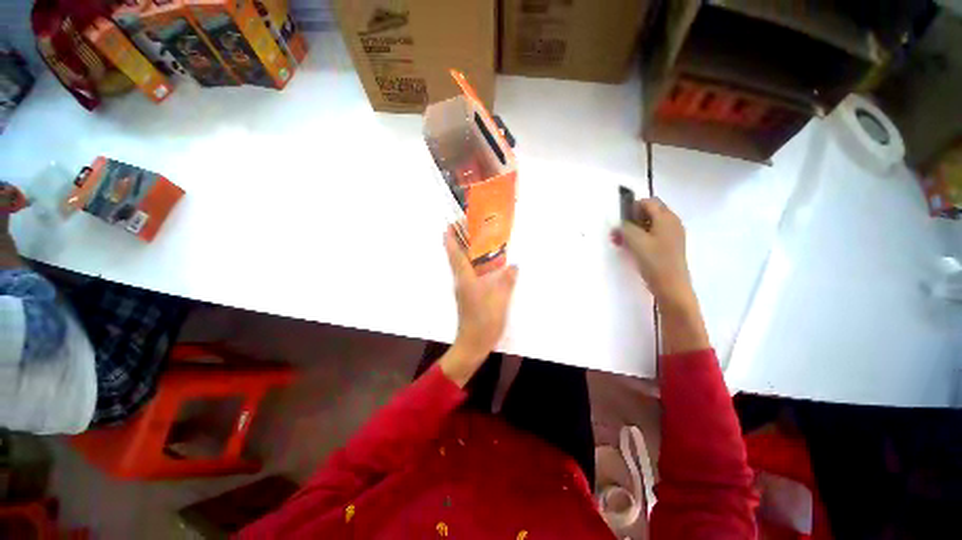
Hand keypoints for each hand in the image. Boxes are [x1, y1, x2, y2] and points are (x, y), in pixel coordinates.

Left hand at [440, 226, 518, 386]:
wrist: (473, 343)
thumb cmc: (484, 320)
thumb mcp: (500, 299)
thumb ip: (507, 280)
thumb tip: (514, 265)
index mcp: (465, 278)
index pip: (455, 254)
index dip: (451, 239)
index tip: (449, 225)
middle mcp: (461, 281)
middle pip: (456, 257)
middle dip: (458, 242)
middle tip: (467, 228)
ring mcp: (464, 289)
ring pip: (462, 266)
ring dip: (465, 252)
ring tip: (476, 241)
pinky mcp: (468, 296)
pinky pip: (469, 274)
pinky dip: (473, 264)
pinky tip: (485, 265)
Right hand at [613, 198, 709, 353]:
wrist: (671, 286)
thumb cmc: (654, 261)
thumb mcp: (636, 241)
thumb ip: (625, 228)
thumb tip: (618, 223)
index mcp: (666, 218)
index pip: (648, 202)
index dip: (632, 207)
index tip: (620, 221)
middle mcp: (672, 222)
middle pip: (650, 212)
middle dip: (632, 219)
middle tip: (619, 232)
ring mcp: (672, 235)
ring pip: (650, 224)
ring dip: (635, 229)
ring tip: (622, 241)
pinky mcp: (670, 246)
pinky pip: (654, 234)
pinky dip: (641, 237)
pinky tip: (632, 248)